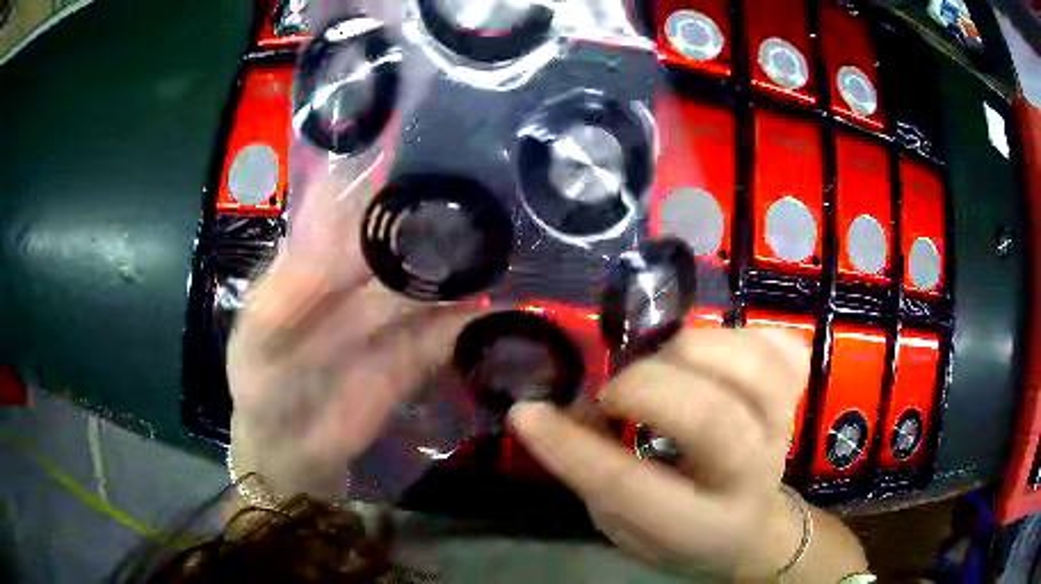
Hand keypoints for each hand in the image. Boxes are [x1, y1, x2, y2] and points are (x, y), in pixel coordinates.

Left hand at [227, 177, 477, 500]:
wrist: (291, 450)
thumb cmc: (261, 383)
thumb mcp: (261, 331)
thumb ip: (295, 282)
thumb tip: (345, 223)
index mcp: (319, 259)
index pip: (358, 209)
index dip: (390, 186)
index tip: (433, 161)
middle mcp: (362, 279)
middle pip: (407, 241)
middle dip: (445, 219)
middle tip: (490, 199)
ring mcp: (394, 317)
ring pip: (435, 282)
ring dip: (469, 264)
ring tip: (510, 242)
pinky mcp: (418, 354)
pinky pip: (450, 328)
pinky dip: (477, 314)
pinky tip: (508, 298)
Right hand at [509, 328, 816, 578]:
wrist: (752, 529)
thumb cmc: (679, 535)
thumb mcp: (624, 527)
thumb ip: (591, 473)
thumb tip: (544, 411)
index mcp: (701, 526)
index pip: (631, 487)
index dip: (573, 447)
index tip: (528, 413)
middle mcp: (750, 475)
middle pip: (711, 419)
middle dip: (645, 388)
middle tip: (612, 394)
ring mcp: (781, 427)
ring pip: (752, 369)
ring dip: (692, 351)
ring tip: (663, 365)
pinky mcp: (795, 395)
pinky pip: (780, 346)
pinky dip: (743, 336)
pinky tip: (717, 354)